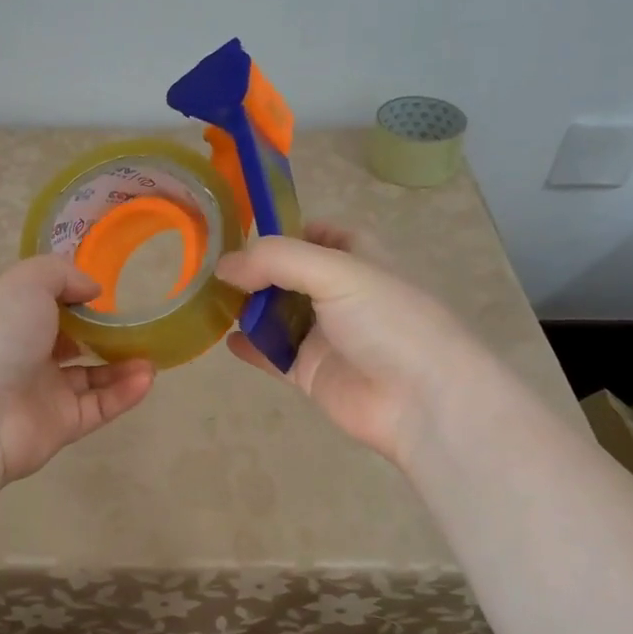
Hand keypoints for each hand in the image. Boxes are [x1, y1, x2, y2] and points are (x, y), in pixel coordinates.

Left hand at [0, 255, 154, 483]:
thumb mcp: (28, 281)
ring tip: (152, 356)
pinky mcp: (61, 426)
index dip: (75, 298)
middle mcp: (25, 353)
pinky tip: (146, 378)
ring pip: (91, 377)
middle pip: (72, 342)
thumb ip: (63, 274)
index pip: (46, 305)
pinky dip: (123, 393)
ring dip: (123, 365)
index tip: (107, 294)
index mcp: (11, 317)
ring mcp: (43, 392)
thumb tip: (93, 291)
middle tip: (138, 326)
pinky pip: (99, 407)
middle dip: (105, 334)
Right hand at [216, 223, 467, 467]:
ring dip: (247, 308)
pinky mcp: (312, 372)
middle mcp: (340, 293)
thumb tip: (224, 266)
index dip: (283, 232)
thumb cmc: (388, 321)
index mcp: (357, 258)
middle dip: (254, 272)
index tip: (240, 235)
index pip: (316, 234)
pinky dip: (250, 347)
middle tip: (210, 271)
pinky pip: (273, 355)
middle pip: (288, 275)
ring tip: (208, 301)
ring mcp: (325, 335)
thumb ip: (276, 261)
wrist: (424, 401)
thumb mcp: (336, 271)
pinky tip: (225, 340)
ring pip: (277, 314)